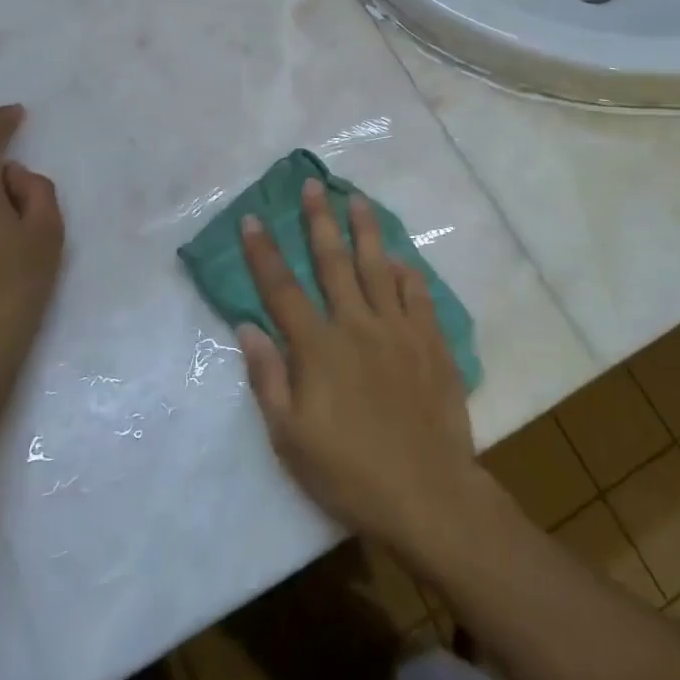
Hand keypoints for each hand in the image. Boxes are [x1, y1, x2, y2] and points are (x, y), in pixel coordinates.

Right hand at [237, 178, 482, 555]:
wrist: (428, 493)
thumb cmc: (349, 473)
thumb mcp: (290, 439)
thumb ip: (269, 378)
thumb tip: (248, 328)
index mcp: (318, 348)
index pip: (282, 289)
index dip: (264, 253)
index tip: (253, 218)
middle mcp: (357, 325)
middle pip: (334, 262)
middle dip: (319, 221)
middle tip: (312, 186)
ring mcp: (399, 329)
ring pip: (378, 266)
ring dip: (365, 230)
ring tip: (357, 199)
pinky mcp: (431, 341)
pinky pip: (418, 294)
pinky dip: (407, 272)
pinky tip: (401, 259)